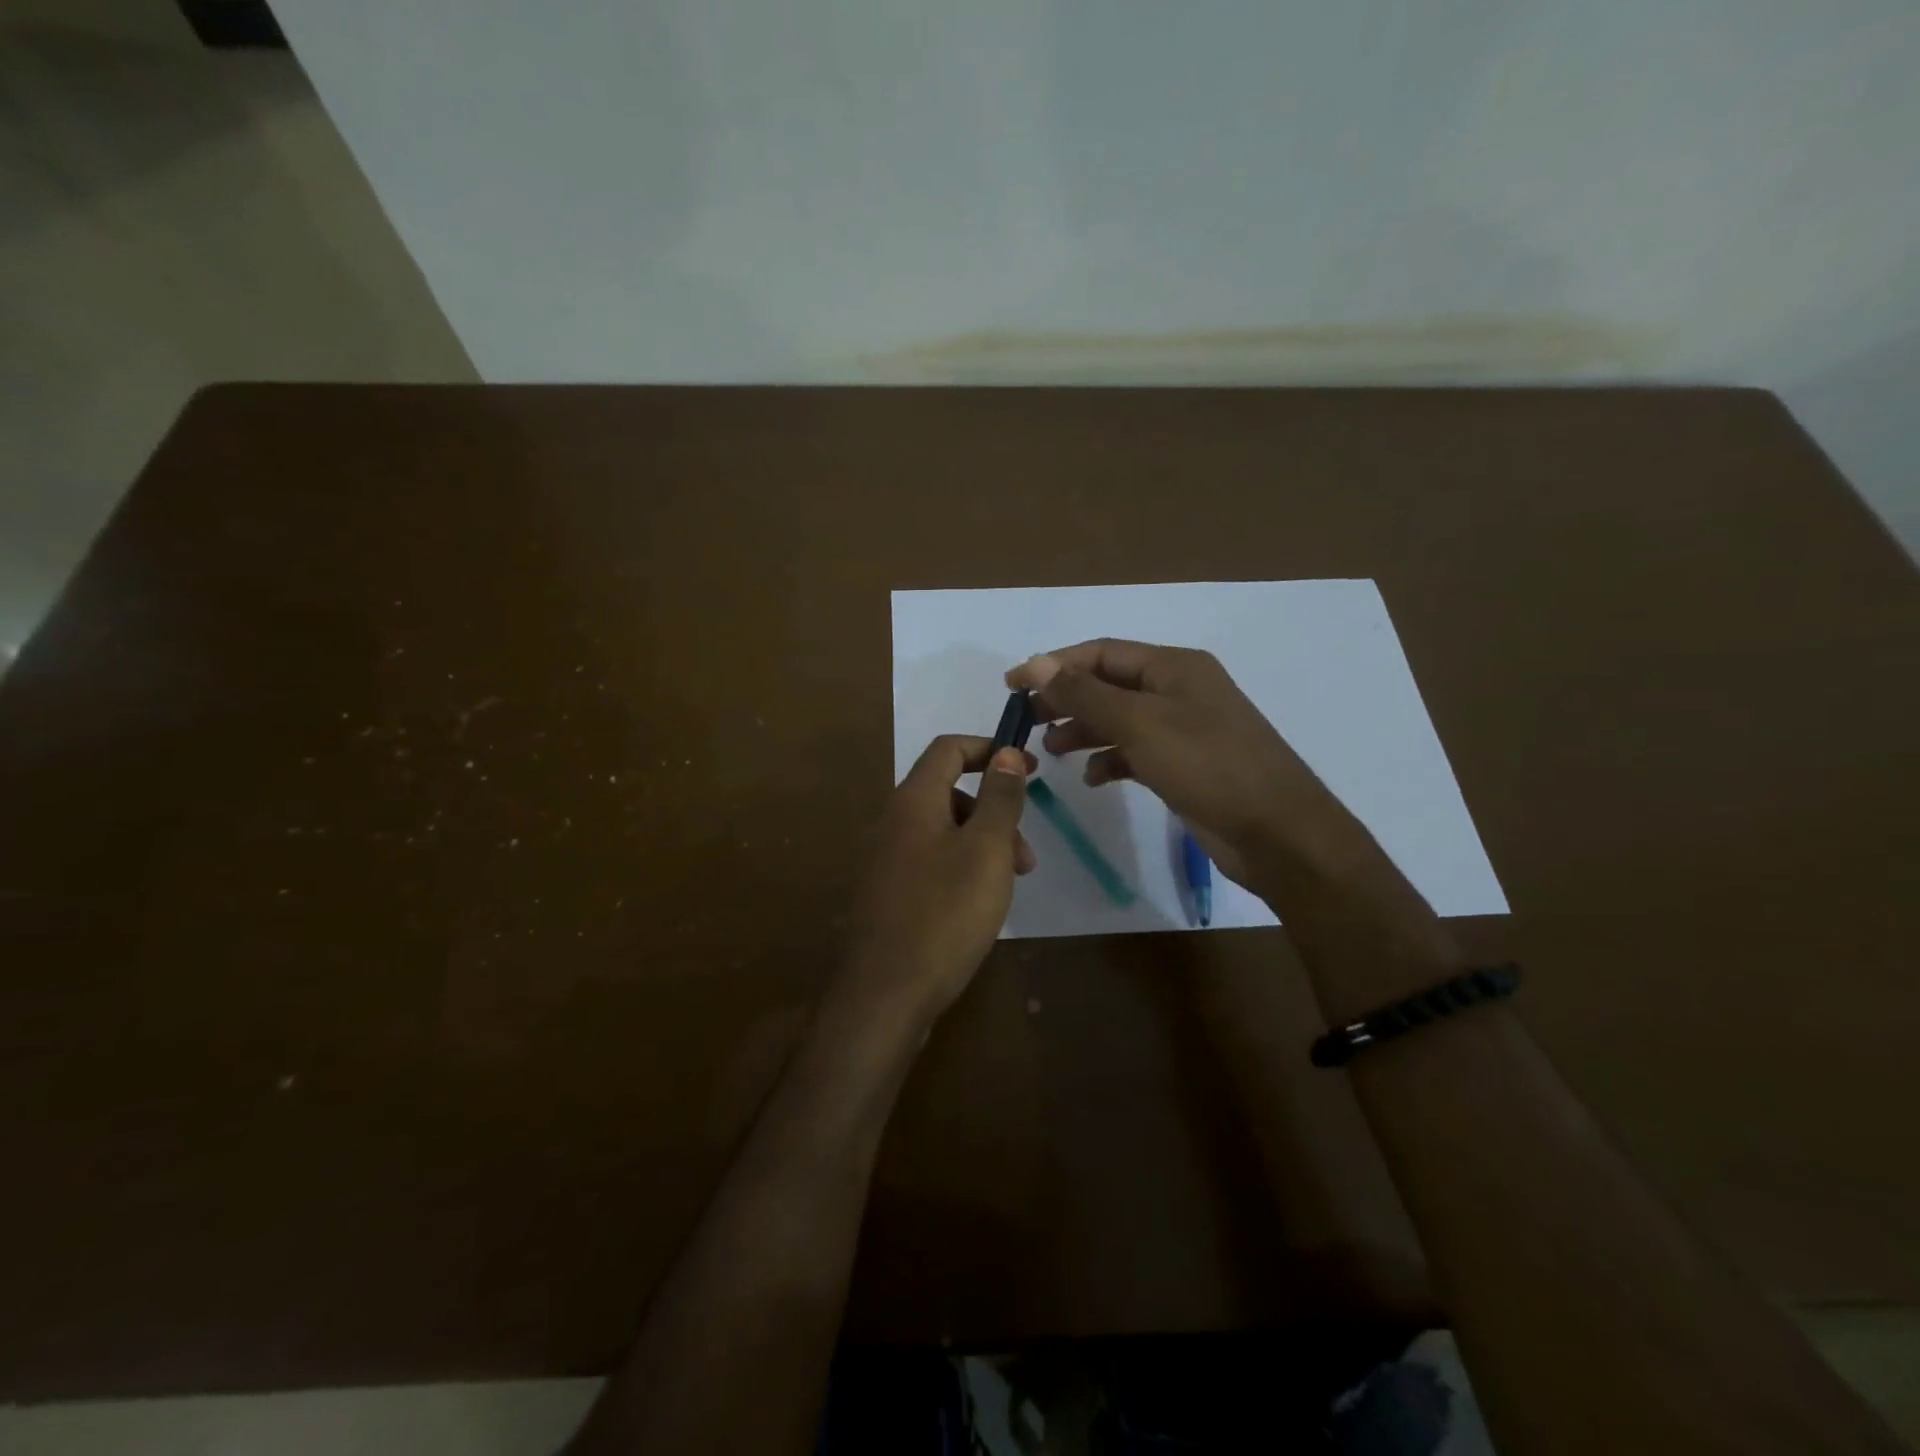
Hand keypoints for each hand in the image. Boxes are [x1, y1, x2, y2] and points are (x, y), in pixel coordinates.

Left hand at [831, 735, 1035, 1033]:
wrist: (884, 995)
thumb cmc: (944, 914)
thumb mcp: (986, 850)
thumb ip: (999, 798)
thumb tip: (1004, 752)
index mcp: (913, 800)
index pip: (949, 749)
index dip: (990, 749)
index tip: (1028, 768)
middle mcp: (892, 821)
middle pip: (949, 792)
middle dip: (993, 811)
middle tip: (1025, 853)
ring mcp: (884, 859)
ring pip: (943, 830)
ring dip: (982, 844)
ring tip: (1010, 885)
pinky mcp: (886, 892)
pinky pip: (930, 860)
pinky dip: (961, 866)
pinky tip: (978, 904)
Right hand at [1007, 640, 1337, 888]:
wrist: (1278, 833)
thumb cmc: (1209, 766)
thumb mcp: (1141, 724)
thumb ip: (1085, 694)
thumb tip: (1036, 664)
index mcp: (1173, 667)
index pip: (1101, 653)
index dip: (1053, 665)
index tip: (1012, 686)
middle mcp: (1178, 690)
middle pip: (1107, 685)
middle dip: (1065, 700)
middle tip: (1025, 722)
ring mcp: (1183, 729)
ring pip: (1119, 720)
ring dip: (1083, 731)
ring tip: (1050, 752)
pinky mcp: (1184, 765)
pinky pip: (1135, 752)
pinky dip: (1110, 761)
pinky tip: (1092, 779)